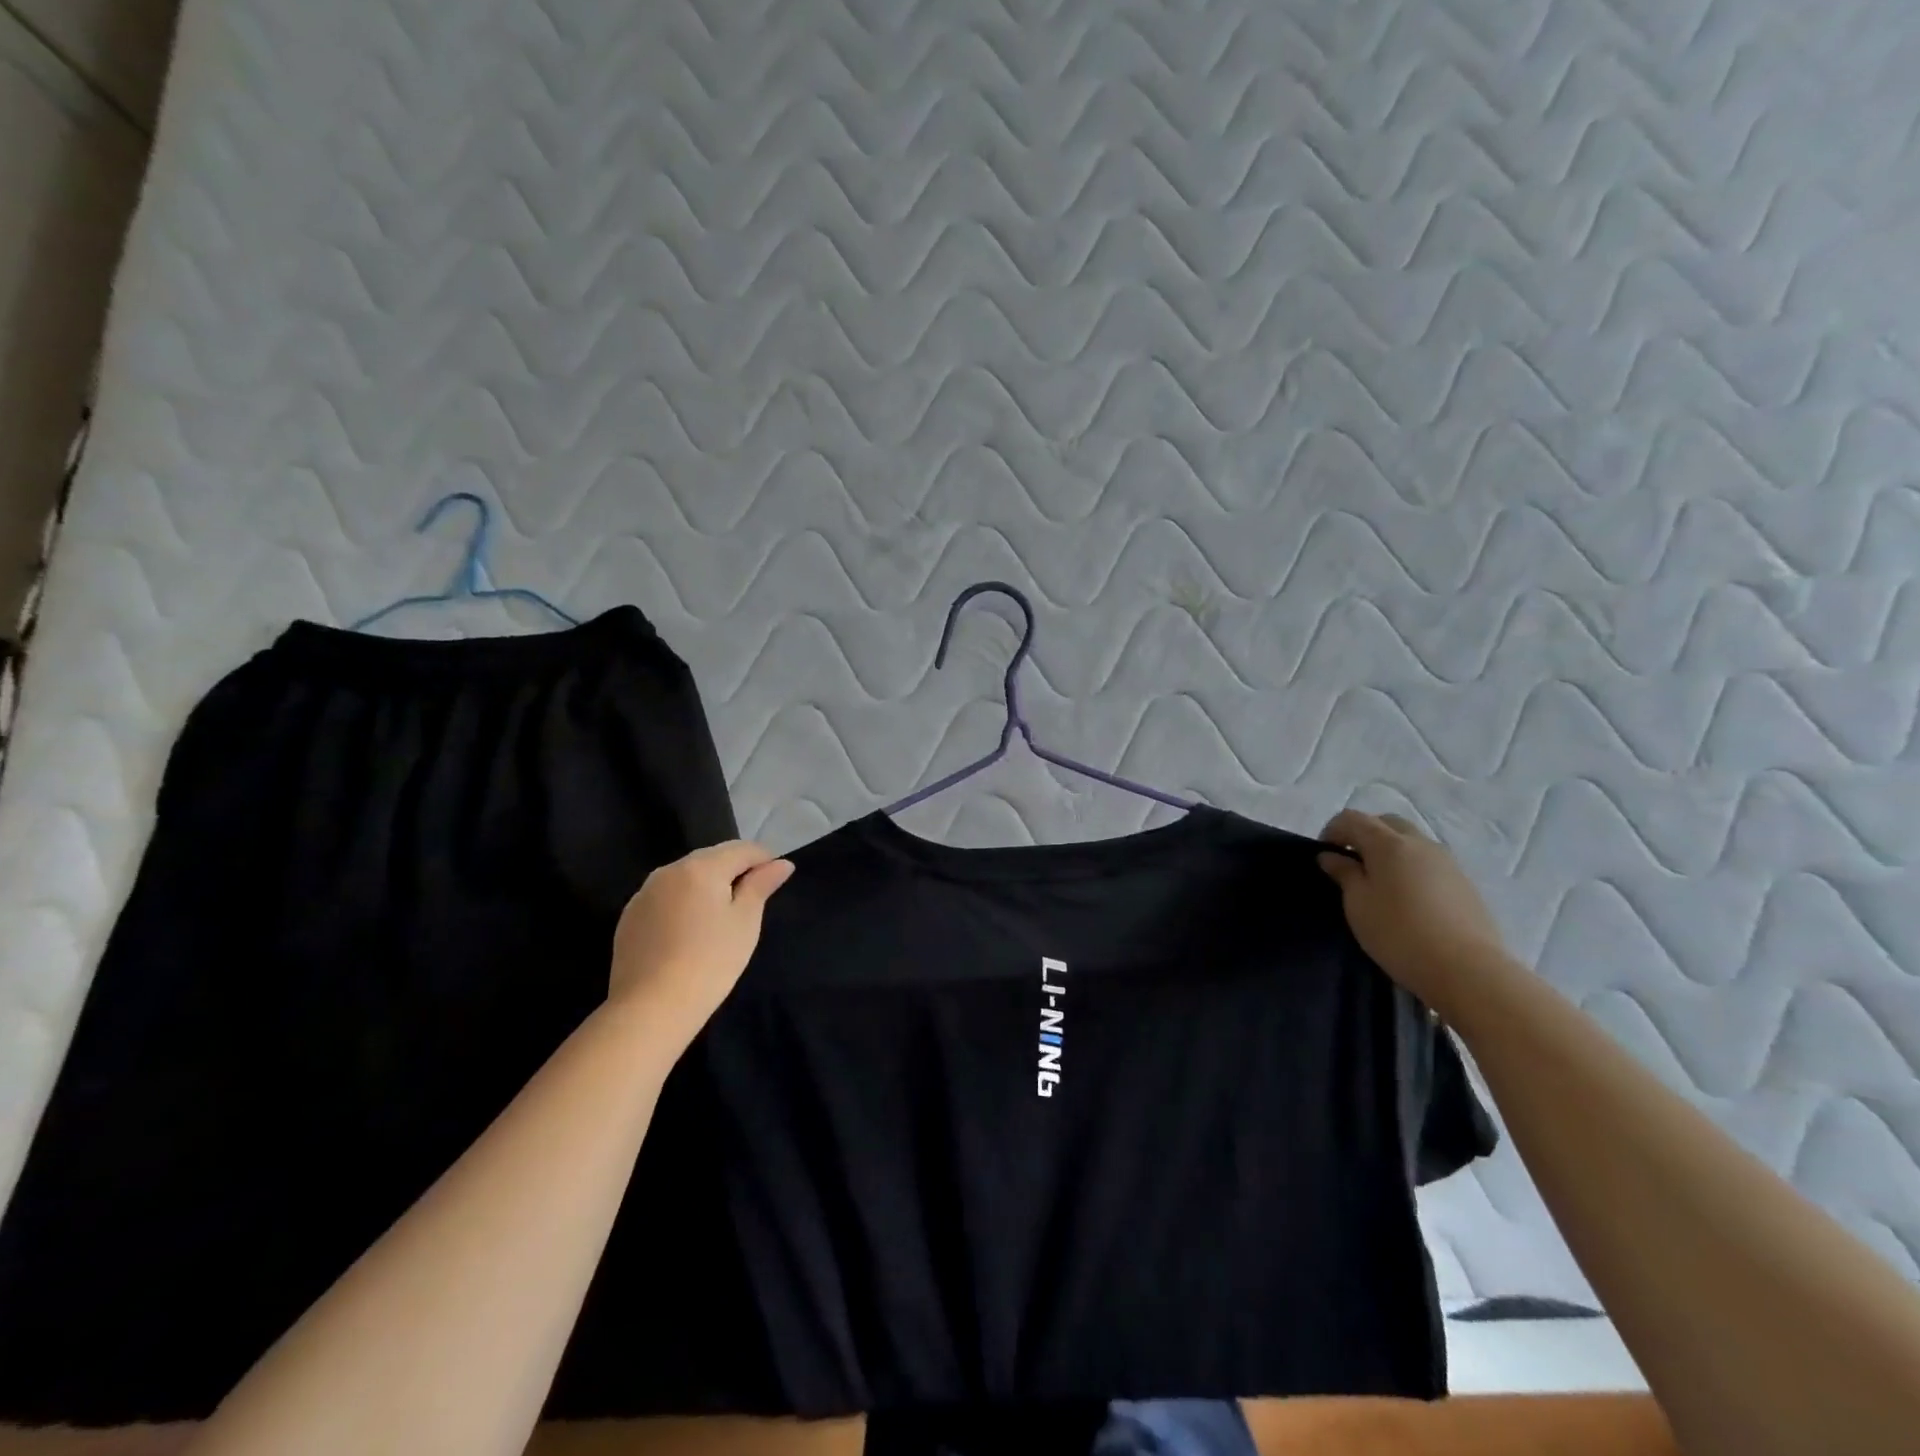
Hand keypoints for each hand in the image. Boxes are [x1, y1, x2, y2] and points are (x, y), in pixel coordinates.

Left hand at [608, 841, 794, 1044]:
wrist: (651, 1008)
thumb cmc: (710, 961)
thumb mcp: (745, 922)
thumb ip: (761, 885)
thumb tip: (781, 863)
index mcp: (701, 867)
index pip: (741, 849)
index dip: (764, 858)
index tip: (777, 876)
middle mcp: (669, 870)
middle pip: (711, 858)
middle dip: (734, 869)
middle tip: (753, 896)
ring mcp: (644, 893)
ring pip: (685, 876)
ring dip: (707, 884)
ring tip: (721, 913)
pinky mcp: (630, 917)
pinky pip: (665, 897)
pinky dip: (683, 902)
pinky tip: (690, 930)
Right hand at [1317, 810, 1511, 1015]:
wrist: (1468, 971)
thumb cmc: (1399, 934)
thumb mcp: (1358, 904)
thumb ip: (1344, 874)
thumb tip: (1331, 856)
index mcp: (1388, 843)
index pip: (1352, 818)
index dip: (1332, 830)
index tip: (1324, 855)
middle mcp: (1419, 843)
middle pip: (1386, 823)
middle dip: (1364, 834)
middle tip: (1351, 863)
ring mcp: (1447, 861)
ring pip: (1411, 841)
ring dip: (1390, 850)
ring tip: (1379, 883)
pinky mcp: (1464, 883)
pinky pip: (1429, 862)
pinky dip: (1411, 867)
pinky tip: (1407, 898)